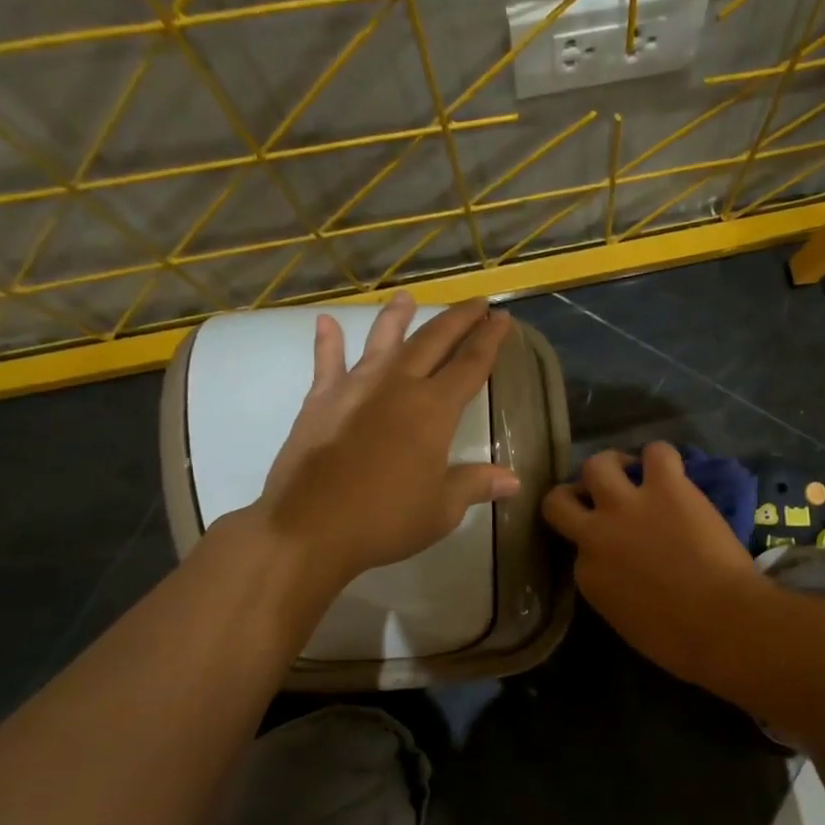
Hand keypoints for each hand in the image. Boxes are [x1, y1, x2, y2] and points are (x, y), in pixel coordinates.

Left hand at [248, 293, 518, 588]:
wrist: (310, 527)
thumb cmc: (386, 519)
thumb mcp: (442, 509)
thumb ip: (476, 484)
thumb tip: (513, 480)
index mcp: (433, 410)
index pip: (470, 365)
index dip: (489, 340)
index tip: (503, 319)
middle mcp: (397, 386)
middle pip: (433, 341)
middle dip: (458, 320)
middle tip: (476, 302)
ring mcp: (355, 388)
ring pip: (382, 340)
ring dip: (397, 317)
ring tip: (407, 296)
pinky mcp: (320, 400)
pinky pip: (326, 363)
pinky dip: (328, 342)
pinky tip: (326, 322)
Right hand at [541, 442, 765, 678]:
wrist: (722, 623)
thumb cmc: (679, 641)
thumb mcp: (626, 621)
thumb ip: (612, 589)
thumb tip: (624, 573)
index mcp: (587, 576)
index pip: (578, 549)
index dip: (594, 544)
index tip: (613, 547)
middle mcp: (596, 535)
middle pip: (559, 500)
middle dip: (575, 496)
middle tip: (598, 497)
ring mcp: (628, 506)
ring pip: (597, 464)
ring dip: (612, 465)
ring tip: (631, 471)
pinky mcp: (666, 487)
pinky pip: (656, 452)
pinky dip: (661, 457)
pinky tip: (670, 469)